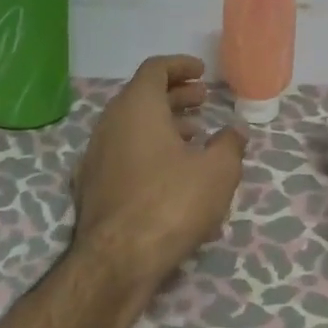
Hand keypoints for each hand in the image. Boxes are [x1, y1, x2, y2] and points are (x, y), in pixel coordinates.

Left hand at [73, 55, 246, 281]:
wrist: (117, 260)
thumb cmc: (171, 204)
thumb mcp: (217, 172)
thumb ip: (229, 145)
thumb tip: (236, 131)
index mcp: (136, 107)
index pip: (155, 69)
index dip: (181, 66)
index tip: (202, 73)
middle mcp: (109, 123)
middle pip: (142, 96)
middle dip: (175, 96)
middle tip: (203, 101)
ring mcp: (95, 156)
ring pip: (132, 127)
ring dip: (163, 125)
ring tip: (194, 137)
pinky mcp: (92, 185)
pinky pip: (124, 154)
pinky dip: (149, 151)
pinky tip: (172, 175)